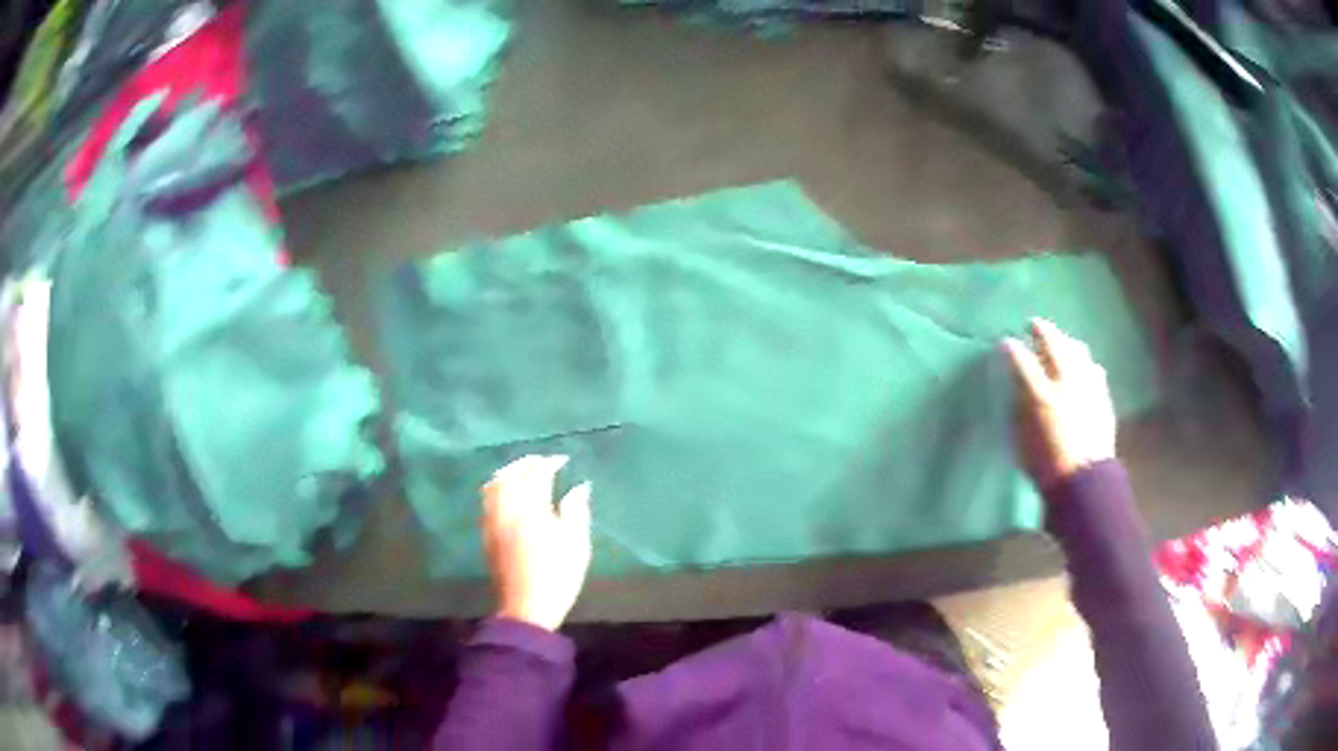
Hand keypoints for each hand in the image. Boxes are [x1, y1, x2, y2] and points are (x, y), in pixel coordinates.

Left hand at [482, 455, 591, 630]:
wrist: (527, 607)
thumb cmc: (558, 575)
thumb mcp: (576, 544)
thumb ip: (576, 510)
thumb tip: (579, 487)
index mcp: (531, 509)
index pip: (537, 474)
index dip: (549, 463)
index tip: (562, 460)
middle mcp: (507, 509)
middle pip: (511, 474)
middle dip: (526, 463)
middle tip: (542, 462)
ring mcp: (493, 520)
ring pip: (494, 484)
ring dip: (509, 473)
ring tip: (523, 473)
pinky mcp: (486, 533)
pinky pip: (487, 499)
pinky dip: (497, 487)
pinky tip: (507, 494)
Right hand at [1004, 318, 1117, 489]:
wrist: (1084, 482)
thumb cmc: (1047, 466)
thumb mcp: (1023, 439)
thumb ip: (1021, 407)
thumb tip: (1019, 387)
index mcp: (1041, 394)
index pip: (1023, 360)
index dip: (1012, 348)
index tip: (1005, 343)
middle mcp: (1066, 381)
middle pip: (1054, 343)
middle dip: (1041, 329)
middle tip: (1033, 324)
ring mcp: (1087, 385)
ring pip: (1077, 349)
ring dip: (1065, 340)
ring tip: (1059, 340)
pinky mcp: (1102, 394)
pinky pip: (1093, 368)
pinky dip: (1084, 362)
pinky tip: (1082, 367)